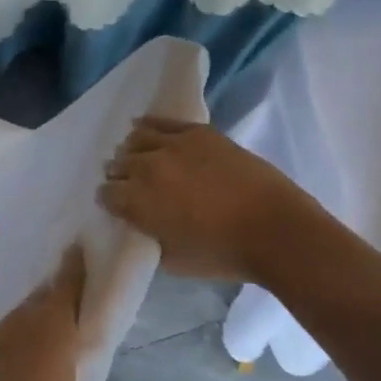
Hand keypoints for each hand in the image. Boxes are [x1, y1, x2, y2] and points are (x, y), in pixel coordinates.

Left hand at [0, 246, 102, 380]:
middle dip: (57, 298)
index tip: (80, 246)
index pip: (69, 281)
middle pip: (43, 298)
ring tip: (45, 352)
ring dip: (34, 328)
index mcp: (54, 324)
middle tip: (71, 309)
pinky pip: (2, 344)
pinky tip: (16, 376)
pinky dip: (13, 351)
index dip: (76, 264)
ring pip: (21, 321)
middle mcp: (23, 319)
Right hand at [99, 117, 317, 282]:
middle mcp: (147, 167)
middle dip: (121, 175)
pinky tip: (144, 128)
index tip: (119, 206)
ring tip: (142, 159)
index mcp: (137, 201)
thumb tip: (145, 223)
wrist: (273, 228)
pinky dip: (149, 125)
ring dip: (133, 150)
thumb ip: (150, 236)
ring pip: (135, 139)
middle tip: (132, 186)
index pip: (106, 193)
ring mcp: (173, 144)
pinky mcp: (197, 131)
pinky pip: (161, 121)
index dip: (110, 200)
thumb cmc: (222, 254)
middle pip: (118, 163)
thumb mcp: (173, 260)